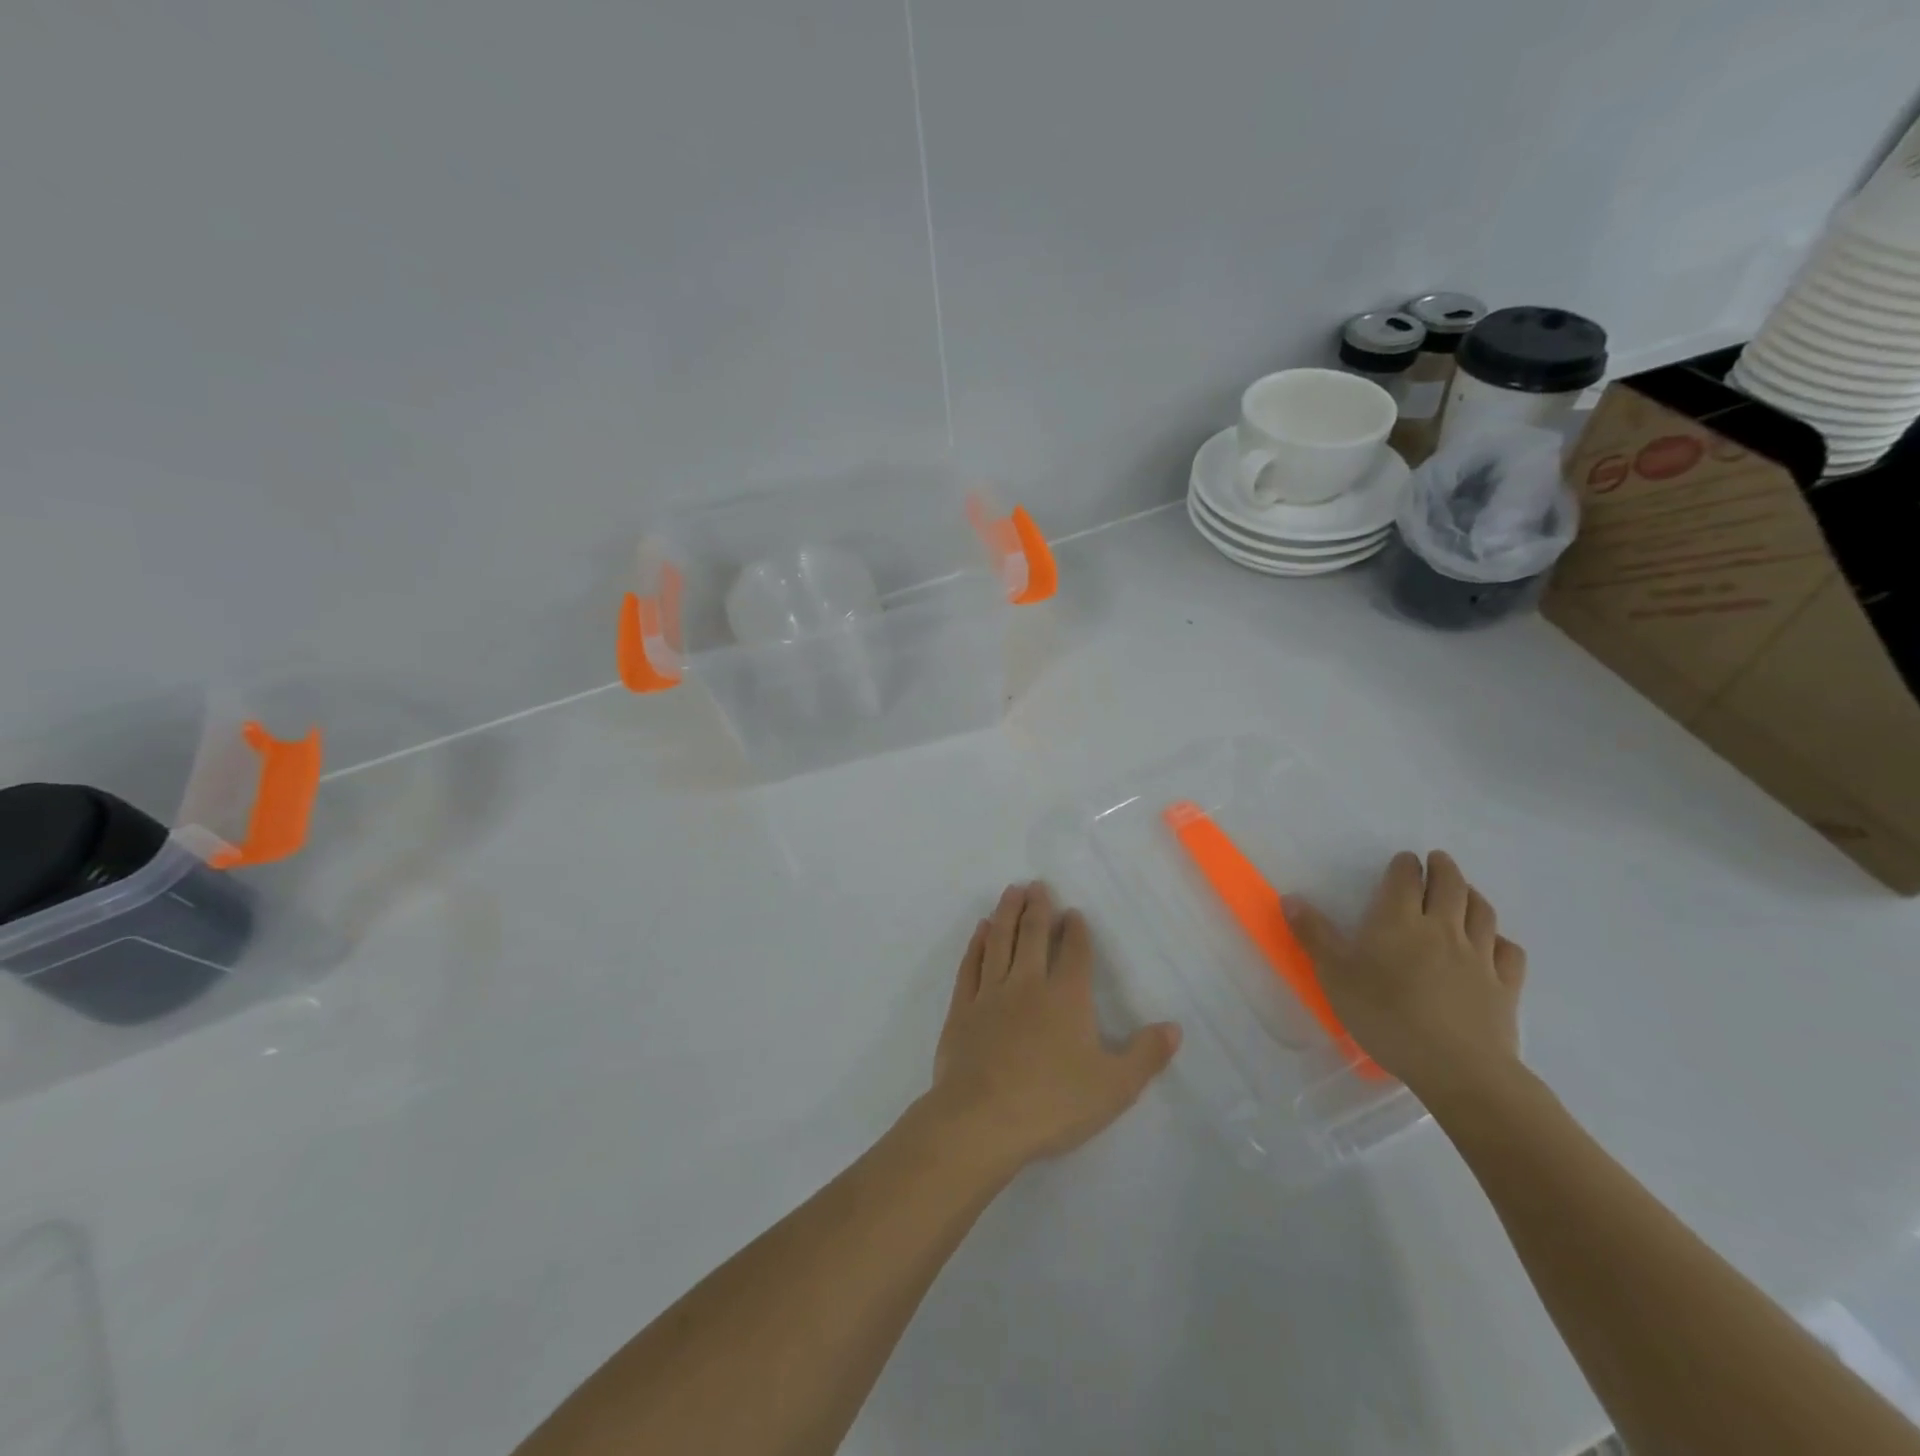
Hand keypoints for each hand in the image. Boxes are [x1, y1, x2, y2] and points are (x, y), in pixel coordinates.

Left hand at [927, 883, 1180, 1174]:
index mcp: (1066, 998)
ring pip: (999, 941)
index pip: (1074, 952)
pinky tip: (980, 931)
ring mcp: (990, 993)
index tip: (1073, 912)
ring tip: (1011, 891)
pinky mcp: (962, 1009)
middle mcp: (1028, 984)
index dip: (1075, 930)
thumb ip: (1146, 1055)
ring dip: (1006, 913)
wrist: (981, 1120)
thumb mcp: (1114, 1087)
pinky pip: (970, 966)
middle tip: (1036, 884)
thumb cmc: (1053, 1103)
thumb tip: (1174, 1027)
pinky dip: (976, 944)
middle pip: (1032, 935)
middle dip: (1038, 907)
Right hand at [1286, 851, 1525, 1106]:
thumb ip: (1314, 935)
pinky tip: (1494, 943)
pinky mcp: (1505, 987)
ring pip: (1482, 913)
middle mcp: (1443, 929)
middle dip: (1443, 868)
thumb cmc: (1386, 1016)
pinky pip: (1508, 952)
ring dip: (1473, 894)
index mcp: (1399, 921)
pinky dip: (1501, 939)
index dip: (1405, 866)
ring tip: (1465, 890)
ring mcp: (1479, 957)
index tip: (1404, 859)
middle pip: (1450, 886)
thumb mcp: (1335, 975)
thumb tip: (1291, 898)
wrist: (1457, 1067)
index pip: (1405, 880)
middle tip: (1438, 860)